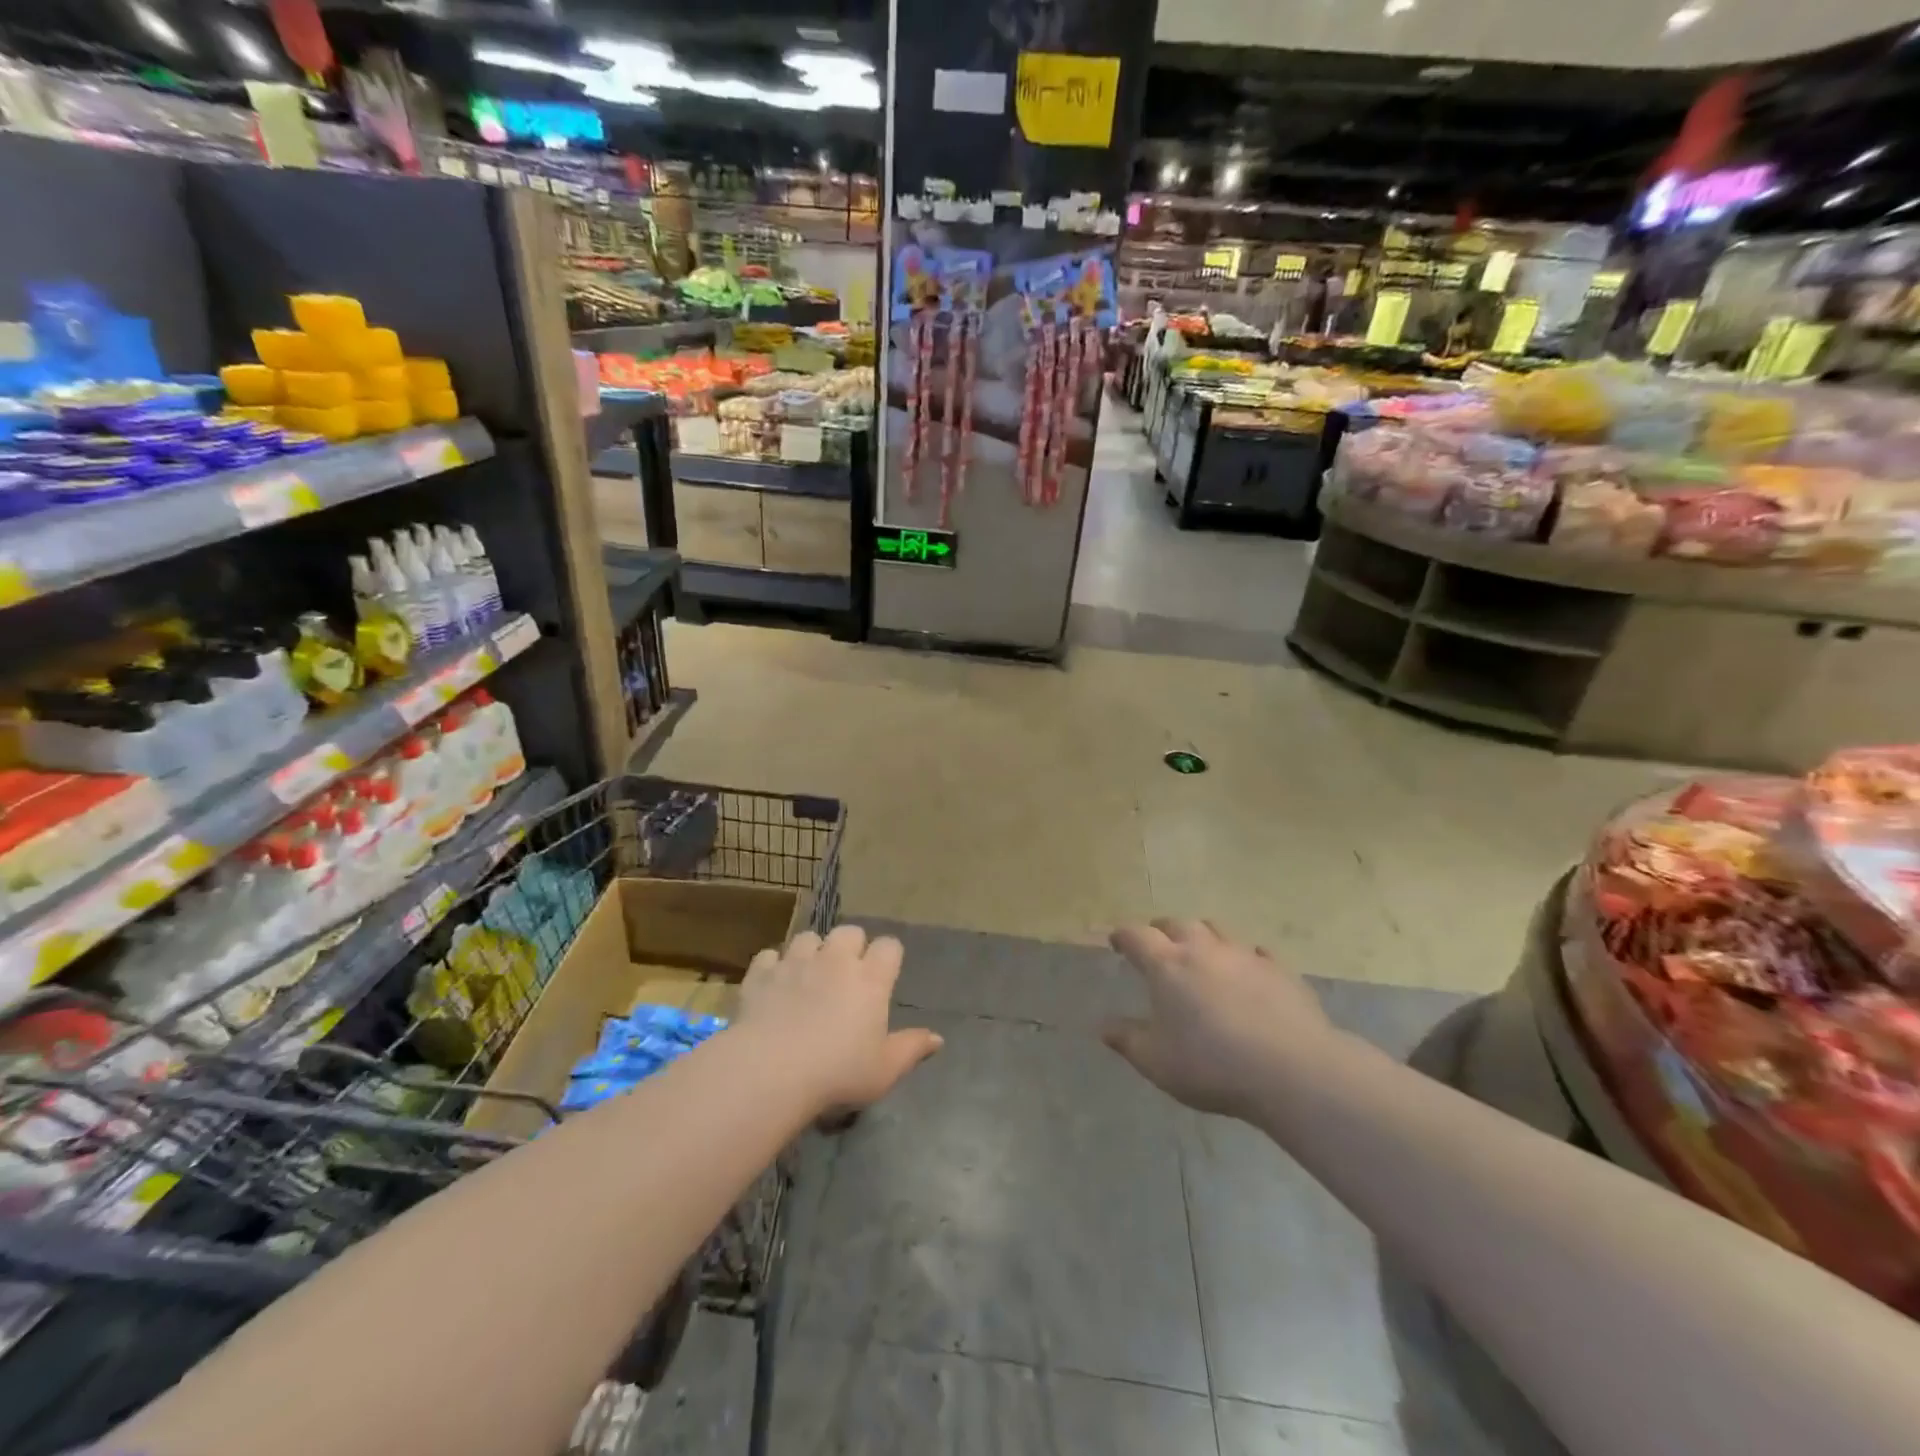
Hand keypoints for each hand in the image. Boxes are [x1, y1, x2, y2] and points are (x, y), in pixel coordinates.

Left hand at [738, 925, 942, 1114]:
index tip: (884, 977)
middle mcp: (836, 960)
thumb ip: (912, 1049)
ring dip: (812, 951)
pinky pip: (769, 955)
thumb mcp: (884, 1070)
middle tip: (846, 975)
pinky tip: (773, 984)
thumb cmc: (837, 1073)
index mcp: (870, 979)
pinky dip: (774, 966)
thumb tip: (938, 1038)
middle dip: (851, 946)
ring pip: (809, 937)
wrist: (770, 1071)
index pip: (889, 946)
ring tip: (808, 975)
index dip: (888, 957)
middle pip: (849, 931)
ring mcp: (796, 962)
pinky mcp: (762, 973)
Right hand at [1102, 919, 1343, 1119]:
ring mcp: (1244, 955)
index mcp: (1167, 965)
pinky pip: (1256, 953)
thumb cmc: (1212, 1065)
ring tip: (1200, 954)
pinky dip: (1243, 958)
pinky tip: (1246, 974)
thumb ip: (1127, 1040)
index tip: (1117, 943)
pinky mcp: (1279, 970)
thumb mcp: (1157, 1062)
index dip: (1123, 936)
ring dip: (1202, 937)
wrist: (1292, 1070)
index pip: (1136, 936)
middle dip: (1161, 930)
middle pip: (1177, 924)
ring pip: (1216, 930)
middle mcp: (1203, 949)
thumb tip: (1104, 1026)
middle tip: (1156, 945)